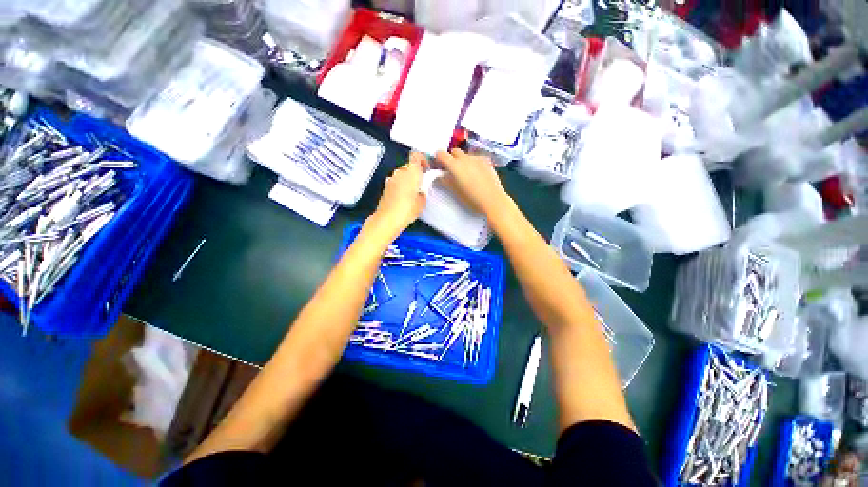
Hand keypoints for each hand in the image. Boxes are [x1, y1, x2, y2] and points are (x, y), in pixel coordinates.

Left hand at [368, 152, 428, 237]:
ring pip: (401, 174)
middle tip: (421, 184)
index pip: (416, 155)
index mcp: (411, 171)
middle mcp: (400, 171)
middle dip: (415, 173)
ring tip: (412, 193)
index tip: (426, 169)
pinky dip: (400, 186)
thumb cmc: (408, 209)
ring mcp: (391, 178)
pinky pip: (395, 182)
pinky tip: (403, 198)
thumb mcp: (422, 202)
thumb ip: (423, 192)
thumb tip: (420, 190)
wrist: (388, 219)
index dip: (422, 159)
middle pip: (409, 166)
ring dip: (407, 180)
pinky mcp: (385, 187)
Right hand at [435, 148, 508, 215]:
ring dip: (463, 161)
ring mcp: (477, 159)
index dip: (438, 159)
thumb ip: (445, 181)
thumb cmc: (471, 199)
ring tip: (466, 174)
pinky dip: (473, 163)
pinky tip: (477, 174)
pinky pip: (476, 158)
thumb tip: (438, 177)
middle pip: (454, 151)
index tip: (439, 167)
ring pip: (466, 155)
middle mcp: (465, 158)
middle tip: (452, 171)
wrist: (492, 201)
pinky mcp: (487, 162)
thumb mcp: (455, 191)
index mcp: (455, 165)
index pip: (441, 154)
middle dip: (451, 158)